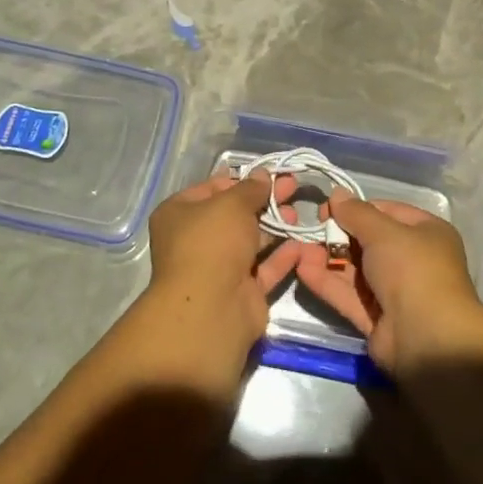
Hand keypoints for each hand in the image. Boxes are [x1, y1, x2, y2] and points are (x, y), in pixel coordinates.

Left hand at [145, 172, 302, 354]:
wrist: (211, 309)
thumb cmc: (213, 243)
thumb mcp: (232, 204)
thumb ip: (251, 189)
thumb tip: (262, 175)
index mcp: (180, 214)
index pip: (212, 189)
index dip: (240, 180)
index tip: (268, 174)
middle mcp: (196, 240)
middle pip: (235, 215)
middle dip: (264, 201)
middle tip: (291, 187)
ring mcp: (219, 268)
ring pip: (251, 241)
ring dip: (275, 227)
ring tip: (298, 214)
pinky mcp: (241, 291)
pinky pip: (264, 268)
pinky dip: (282, 256)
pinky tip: (302, 243)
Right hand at [293, 189, 482, 371]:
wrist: (427, 339)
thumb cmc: (411, 269)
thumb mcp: (384, 232)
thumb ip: (356, 213)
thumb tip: (337, 193)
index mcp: (426, 233)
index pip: (386, 212)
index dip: (356, 209)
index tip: (328, 208)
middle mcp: (413, 260)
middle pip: (368, 241)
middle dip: (338, 235)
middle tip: (309, 230)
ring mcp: (394, 292)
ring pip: (355, 270)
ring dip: (328, 259)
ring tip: (297, 249)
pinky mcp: (377, 319)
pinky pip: (349, 295)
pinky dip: (328, 283)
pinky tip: (302, 270)